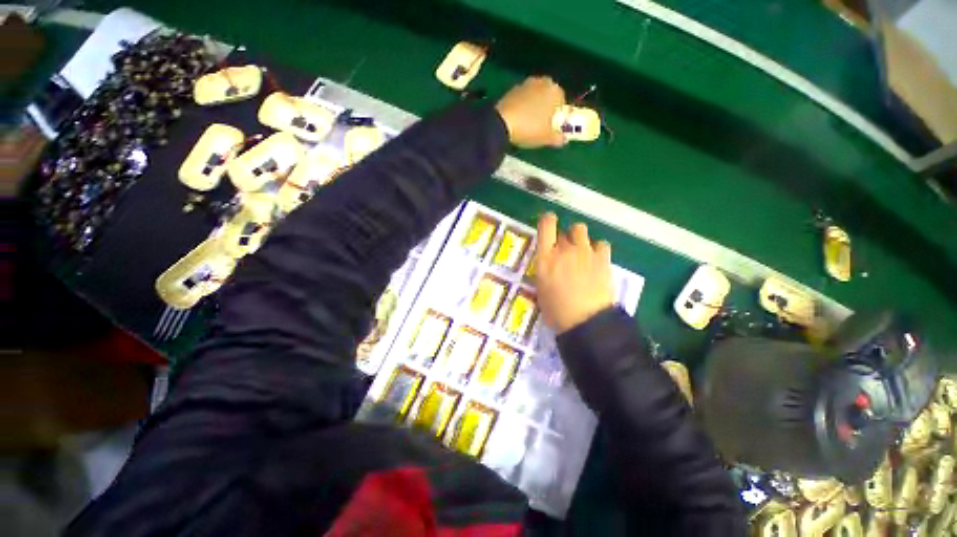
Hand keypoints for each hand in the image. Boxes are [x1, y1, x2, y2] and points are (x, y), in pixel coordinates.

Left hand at [495, 77, 566, 148]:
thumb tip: (564, 139)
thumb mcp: (546, 138)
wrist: (502, 123)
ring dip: (534, 106)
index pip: (562, 103)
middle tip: (542, 124)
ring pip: (535, 96)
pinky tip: (519, 119)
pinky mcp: (512, 89)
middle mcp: (543, 82)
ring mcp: (526, 84)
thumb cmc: (530, 129)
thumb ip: (558, 138)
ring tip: (529, 122)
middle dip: (547, 108)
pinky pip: (522, 99)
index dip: (559, 116)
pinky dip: (523, 106)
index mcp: (555, 91)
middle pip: (548, 96)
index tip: (553, 127)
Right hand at [534, 213, 613, 333]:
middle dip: (564, 237)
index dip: (547, 220)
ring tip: (581, 252)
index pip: (546, 225)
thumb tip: (548, 264)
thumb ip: (544, 271)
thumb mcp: (541, 290)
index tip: (549, 223)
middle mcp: (564, 250)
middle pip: (565, 229)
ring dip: (579, 238)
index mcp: (546, 258)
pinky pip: (601, 243)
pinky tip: (596, 259)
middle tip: (565, 250)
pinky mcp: (603, 259)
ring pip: (581, 230)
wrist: (586, 322)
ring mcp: (585, 252)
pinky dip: (597, 248)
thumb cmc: (556, 311)